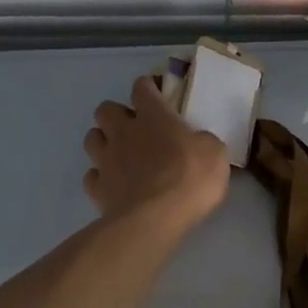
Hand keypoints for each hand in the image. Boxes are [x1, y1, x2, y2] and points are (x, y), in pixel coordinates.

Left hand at [84, 76, 230, 230]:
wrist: (155, 219)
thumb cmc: (190, 179)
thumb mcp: (215, 154)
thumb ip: (202, 141)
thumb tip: (196, 141)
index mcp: (153, 117)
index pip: (142, 88)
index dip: (148, 88)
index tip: (158, 96)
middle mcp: (123, 132)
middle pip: (105, 109)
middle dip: (117, 115)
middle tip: (136, 129)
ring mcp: (106, 160)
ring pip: (92, 138)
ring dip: (104, 142)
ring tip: (121, 155)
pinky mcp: (97, 189)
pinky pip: (92, 176)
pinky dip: (101, 178)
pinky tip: (114, 185)